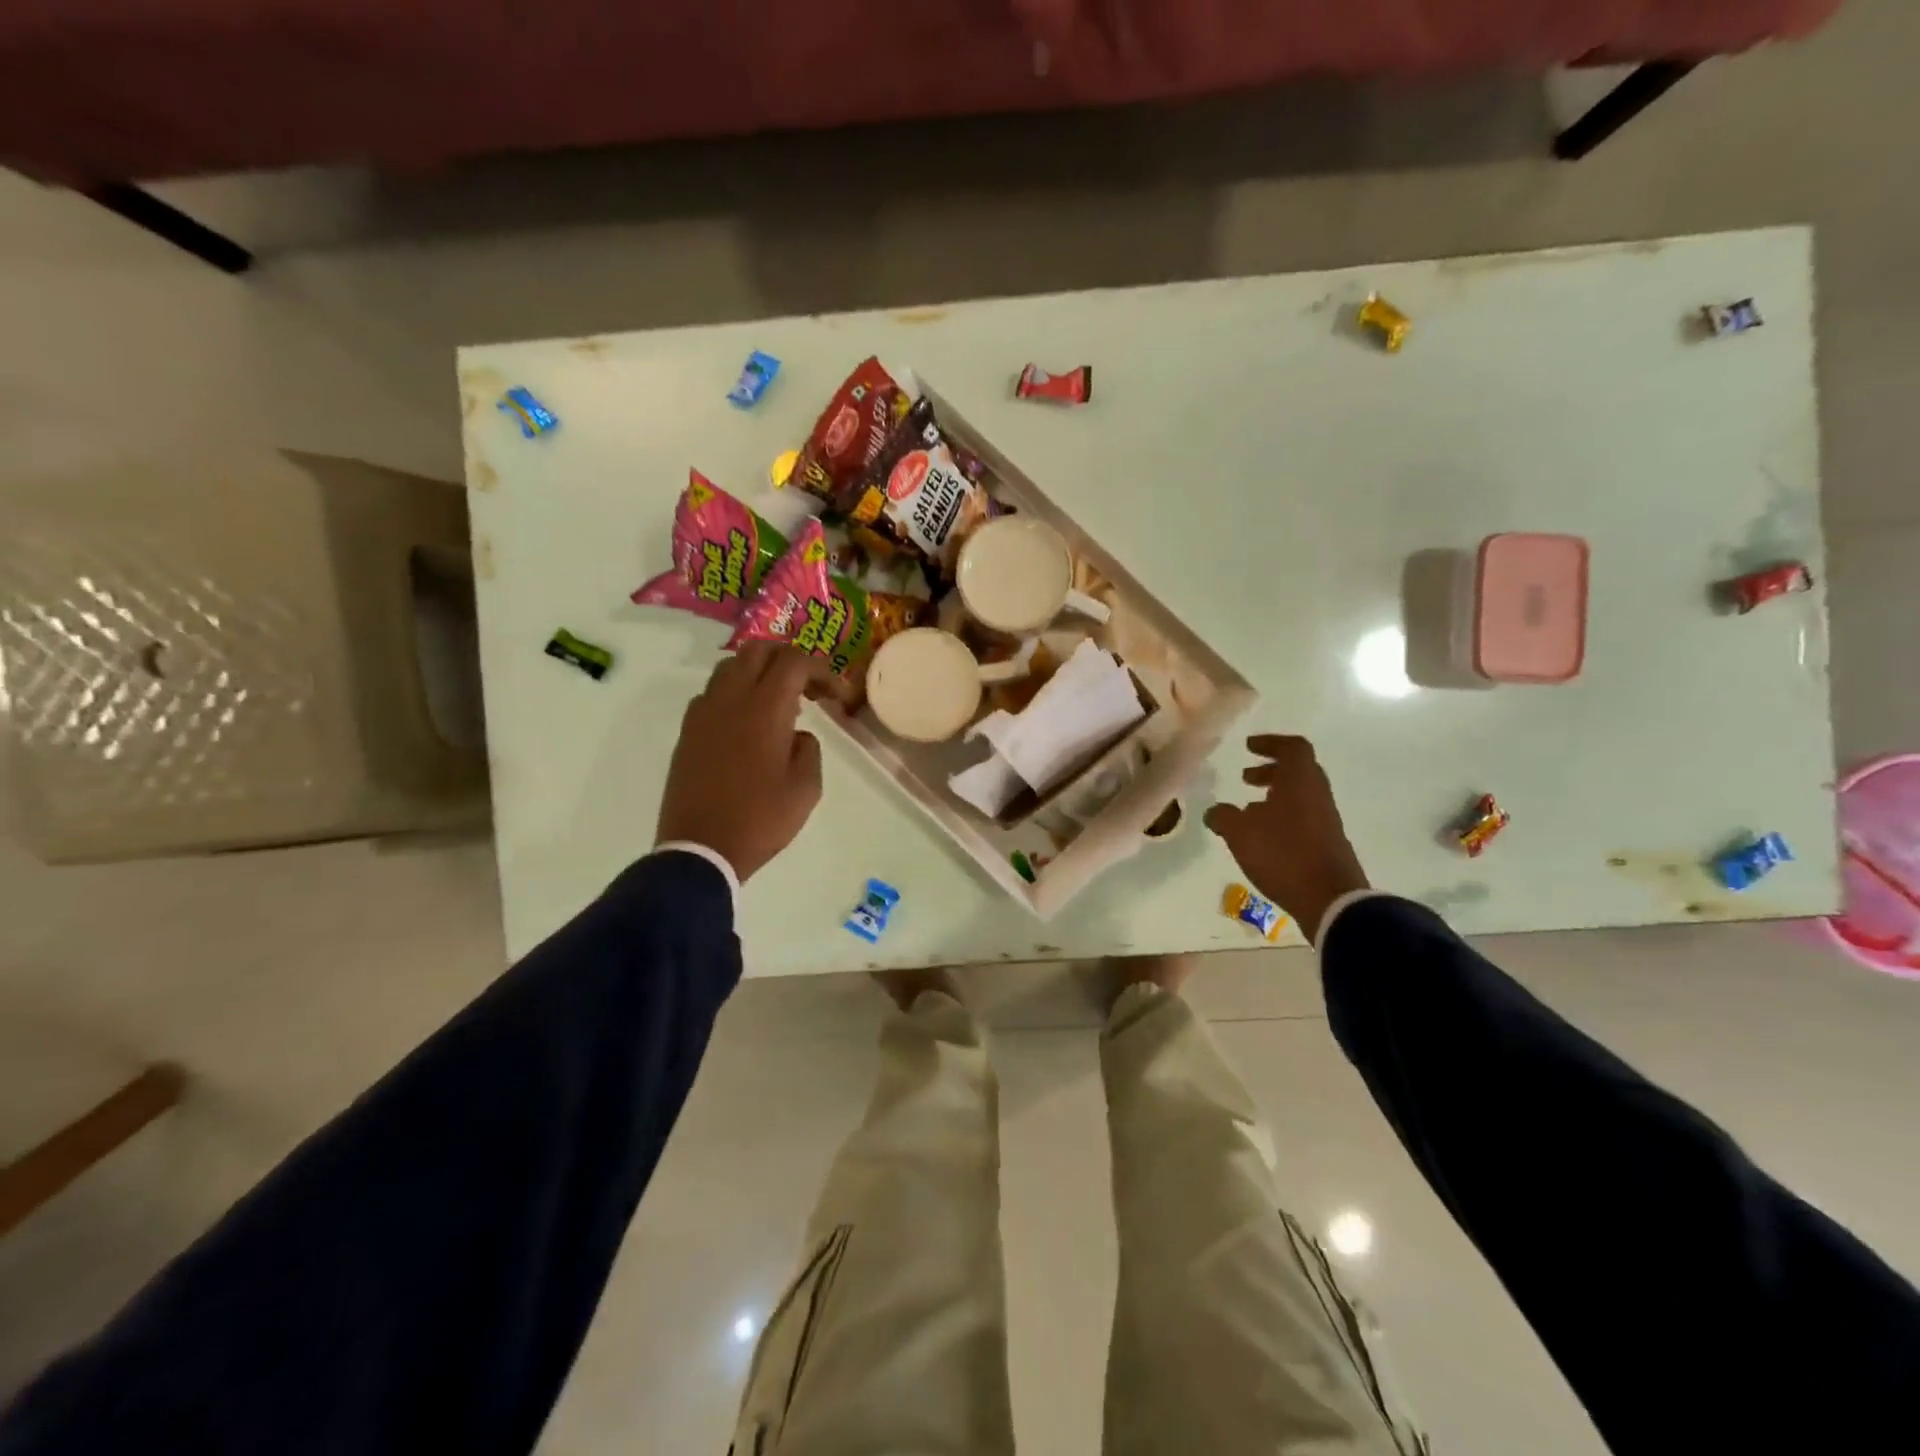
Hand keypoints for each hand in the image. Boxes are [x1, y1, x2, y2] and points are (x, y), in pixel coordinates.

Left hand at [656, 643, 824, 883]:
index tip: (838, 697)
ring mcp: (703, 713)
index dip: (822, 670)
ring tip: (779, 702)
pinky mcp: (688, 731)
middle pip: (758, 650)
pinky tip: (748, 723)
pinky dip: (735, 693)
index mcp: (764, 709)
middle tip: (809, 687)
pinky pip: (713, 693)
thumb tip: (796, 734)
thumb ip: (809, 749)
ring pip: (731, 667)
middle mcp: (730, 699)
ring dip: (759, 672)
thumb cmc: (760, 819)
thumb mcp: (806, 789)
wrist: (700, 850)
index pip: (794, 661)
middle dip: (789, 659)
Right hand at [1203, 734, 1369, 940]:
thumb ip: (1223, 816)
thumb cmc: (1283, 854)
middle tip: (1246, 777)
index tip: (1249, 747)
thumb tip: (1215, 812)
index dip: (1271, 742)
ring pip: (1300, 795)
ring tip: (1248, 810)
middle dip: (1271, 770)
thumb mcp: (1239, 832)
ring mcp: (1326, 820)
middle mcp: (1317, 795)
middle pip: (1298, 770)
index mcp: (1300, 781)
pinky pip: (1303, 817)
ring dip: (1275, 795)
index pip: (1293, 747)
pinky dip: (1282, 817)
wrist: (1330, 899)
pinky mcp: (1327, 843)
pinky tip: (1263, 837)